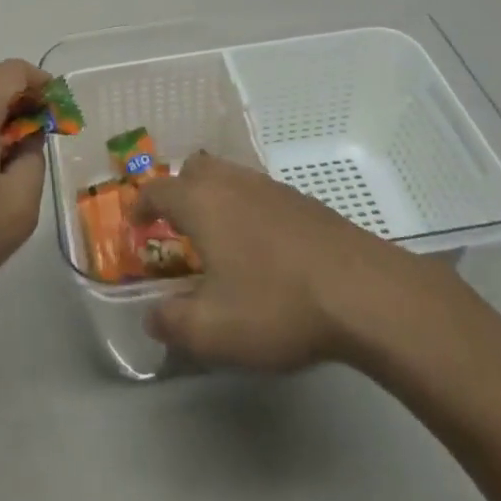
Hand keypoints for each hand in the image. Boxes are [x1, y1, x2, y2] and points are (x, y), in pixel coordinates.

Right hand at [132, 152, 460, 371]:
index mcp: (202, 202)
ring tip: (218, 238)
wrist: (364, 293)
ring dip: (215, 199)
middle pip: (195, 169)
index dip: (140, 206)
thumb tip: (152, 317)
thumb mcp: (213, 331)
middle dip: (178, 192)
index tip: (135, 226)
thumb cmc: (276, 305)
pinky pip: (260, 194)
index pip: (157, 190)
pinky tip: (262, 248)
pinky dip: (248, 210)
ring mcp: (273, 188)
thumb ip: (172, 323)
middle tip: (176, 227)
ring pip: (230, 177)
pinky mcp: (305, 202)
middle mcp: (233, 183)